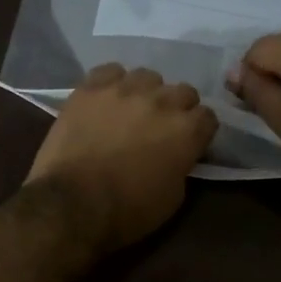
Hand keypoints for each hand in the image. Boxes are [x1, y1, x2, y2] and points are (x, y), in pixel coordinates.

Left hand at [27, 65, 219, 249]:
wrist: (73, 203)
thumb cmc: (128, 211)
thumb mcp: (173, 197)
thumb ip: (182, 164)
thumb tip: (177, 154)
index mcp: (187, 130)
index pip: (208, 117)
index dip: (199, 131)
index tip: (189, 143)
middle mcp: (162, 101)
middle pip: (183, 91)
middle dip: (177, 109)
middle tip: (160, 128)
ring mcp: (125, 89)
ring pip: (147, 77)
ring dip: (145, 93)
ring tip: (131, 110)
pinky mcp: (91, 88)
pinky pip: (110, 71)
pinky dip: (112, 83)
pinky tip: (105, 99)